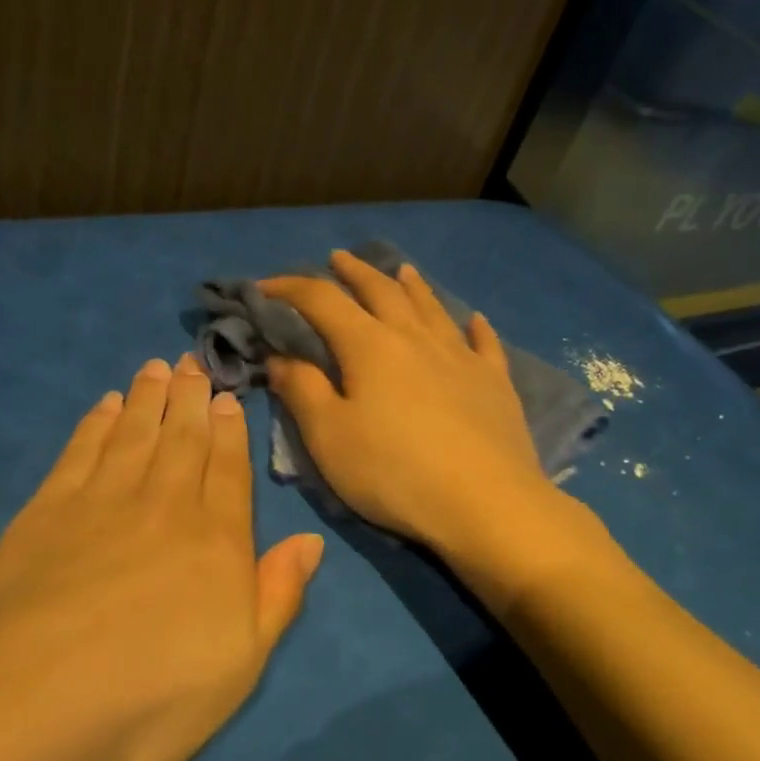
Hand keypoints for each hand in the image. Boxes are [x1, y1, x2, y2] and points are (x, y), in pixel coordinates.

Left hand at [0, 354, 322, 760]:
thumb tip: (310, 541)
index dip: (229, 431)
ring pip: (135, 435)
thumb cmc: (152, 696)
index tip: (228, 397)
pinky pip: (81, 452)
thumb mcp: (242, 664)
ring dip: (148, 399)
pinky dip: (96, 424)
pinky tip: (105, 406)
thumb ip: (278, 595)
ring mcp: (102, 503)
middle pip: (182, 440)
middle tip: (193, 362)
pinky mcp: (46, 512)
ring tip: (157, 367)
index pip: (229, 470)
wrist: (30, 705)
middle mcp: (165, 506)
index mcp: (216, 541)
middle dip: (191, 398)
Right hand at [259, 252, 575, 574]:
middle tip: (338, 258)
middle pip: (381, 292)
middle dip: (355, 273)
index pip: (322, 301)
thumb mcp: (330, 436)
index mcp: (370, 346)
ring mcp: (461, 357)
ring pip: (432, 308)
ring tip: (402, 270)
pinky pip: (484, 344)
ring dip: (412, 286)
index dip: (290, 288)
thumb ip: (302, 390)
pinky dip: (476, 327)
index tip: (264, 287)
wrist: (484, 502)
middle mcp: (416, 339)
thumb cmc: (394, 472)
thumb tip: (281, 357)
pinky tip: (475, 319)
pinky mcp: (495, 383)